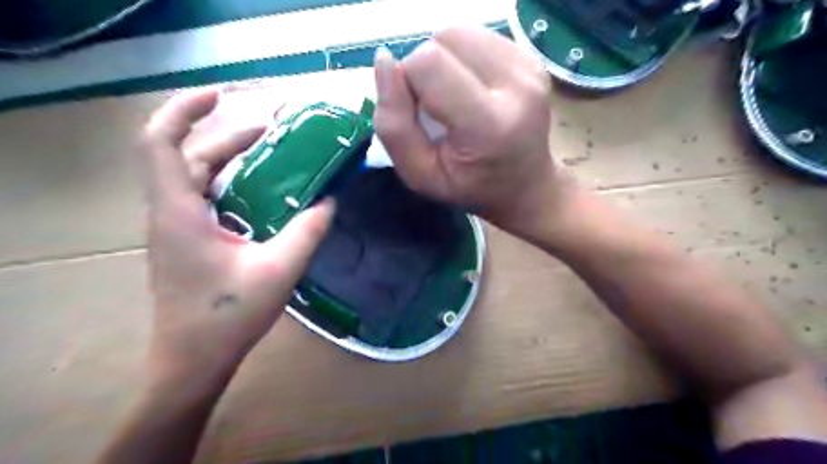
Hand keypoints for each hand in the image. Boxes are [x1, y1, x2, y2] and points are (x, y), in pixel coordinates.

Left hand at [138, 89, 331, 392]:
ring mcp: (177, 227)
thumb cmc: (228, 317)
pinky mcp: (187, 240)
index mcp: (180, 213)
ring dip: (230, 157)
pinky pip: (205, 197)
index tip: (220, 94)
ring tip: (272, 150)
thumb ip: (308, 231)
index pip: (161, 143)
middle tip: (272, 127)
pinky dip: (231, 182)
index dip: (184, 110)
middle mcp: (171, 213)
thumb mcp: (279, 270)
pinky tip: (263, 190)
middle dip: (227, 134)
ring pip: (196, 176)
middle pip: (186, 155)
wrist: (193, 360)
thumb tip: (330, 201)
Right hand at [377, 28, 558, 233]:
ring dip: (443, 61)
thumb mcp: (420, 175)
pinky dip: (462, 58)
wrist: (525, 184)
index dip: (407, 81)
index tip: (416, 112)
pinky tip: (471, 88)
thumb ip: (394, 126)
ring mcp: (529, 67)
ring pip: (459, 33)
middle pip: (444, 39)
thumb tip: (384, 61)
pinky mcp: (532, 57)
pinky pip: (477, 37)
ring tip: (454, 97)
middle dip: (425, 69)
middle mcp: (517, 86)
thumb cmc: (469, 187)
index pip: (429, 64)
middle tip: (437, 107)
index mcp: (488, 125)